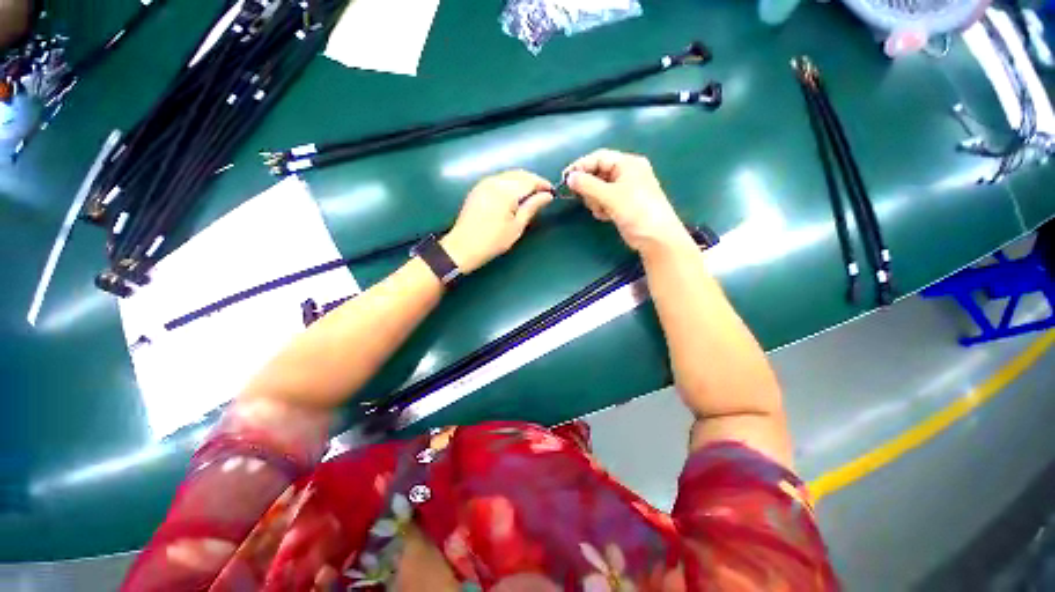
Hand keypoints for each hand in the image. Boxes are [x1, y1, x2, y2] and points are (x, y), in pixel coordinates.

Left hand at [441, 170, 553, 273]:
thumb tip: (547, 196)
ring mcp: (484, 183)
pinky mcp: (478, 189)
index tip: (552, 192)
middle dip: (533, 181)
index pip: (529, 180)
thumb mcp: (517, 226)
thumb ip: (532, 207)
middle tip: (543, 194)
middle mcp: (494, 181)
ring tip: (530, 196)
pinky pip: (499, 179)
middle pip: (519, 174)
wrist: (463, 247)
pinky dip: (510, 183)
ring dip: (522, 181)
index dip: (543, 184)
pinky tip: (514, 196)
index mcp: (506, 190)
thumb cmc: (493, 241)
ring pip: (509, 175)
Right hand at [565, 149, 690, 256]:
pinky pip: (603, 200)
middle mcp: (626, 173)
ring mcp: (624, 189)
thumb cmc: (637, 211)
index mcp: (627, 164)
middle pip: (597, 173)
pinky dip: (601, 207)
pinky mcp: (621, 204)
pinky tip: (606, 216)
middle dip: (590, 188)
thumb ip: (588, 185)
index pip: (599, 157)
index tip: (566, 178)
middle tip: (588, 200)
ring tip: (602, 210)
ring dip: (595, 200)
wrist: (655, 238)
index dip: (581, 166)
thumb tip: (569, 177)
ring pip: (598, 189)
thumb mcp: (611, 196)